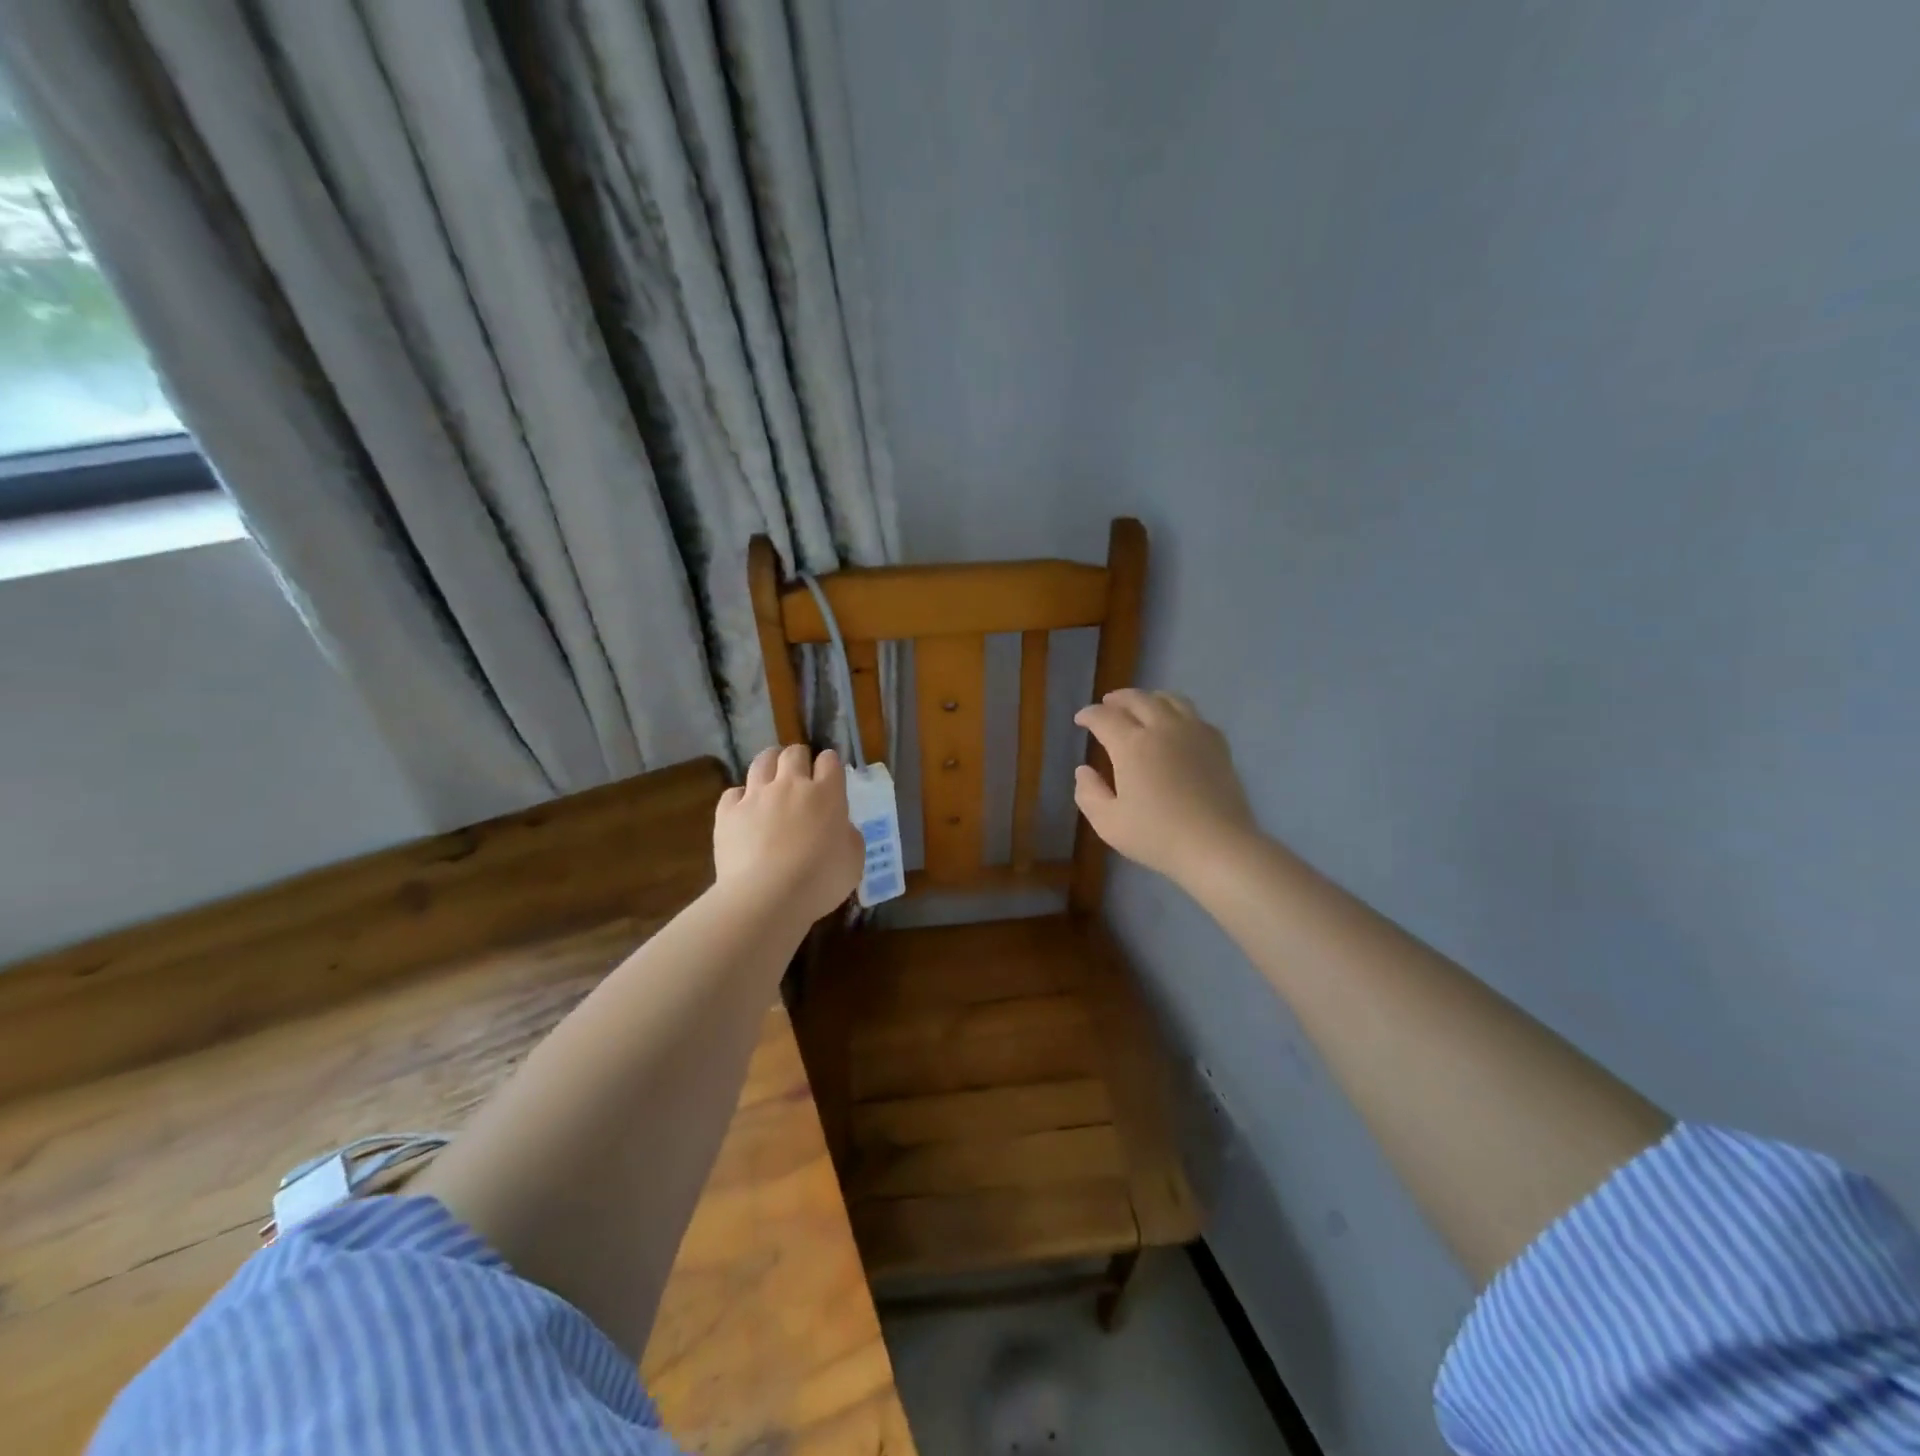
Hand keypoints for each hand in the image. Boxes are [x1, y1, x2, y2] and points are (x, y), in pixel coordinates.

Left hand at [714, 745, 863, 922]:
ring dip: (769, 765)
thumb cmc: (820, 880)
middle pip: (794, 753)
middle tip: (800, 775)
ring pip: (761, 762)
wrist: (767, 897)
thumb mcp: (853, 860)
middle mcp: (790, 785)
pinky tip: (744, 810)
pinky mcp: (728, 813)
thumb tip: (839, 827)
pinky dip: (740, 797)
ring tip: (771, 778)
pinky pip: (733, 792)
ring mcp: (756, 796)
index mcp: (826, 793)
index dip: (829, 764)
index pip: (829, 761)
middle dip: (799, 758)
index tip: (830, 775)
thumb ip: (848, 835)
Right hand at [1074, 690, 1259, 888]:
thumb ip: (1089, 794)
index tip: (1080, 720)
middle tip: (1107, 705)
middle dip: (1117, 699)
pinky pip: (1194, 714)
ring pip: (1169, 699)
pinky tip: (1175, 725)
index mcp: (1131, 745)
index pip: (1104, 718)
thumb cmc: (1157, 836)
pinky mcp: (1217, 743)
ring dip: (1148, 698)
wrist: (1216, 845)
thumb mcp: (1108, 823)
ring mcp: (1194, 732)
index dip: (1089, 715)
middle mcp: (1162, 728)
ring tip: (1141, 706)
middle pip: (1137, 699)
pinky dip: (1176, 711)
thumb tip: (1084, 771)